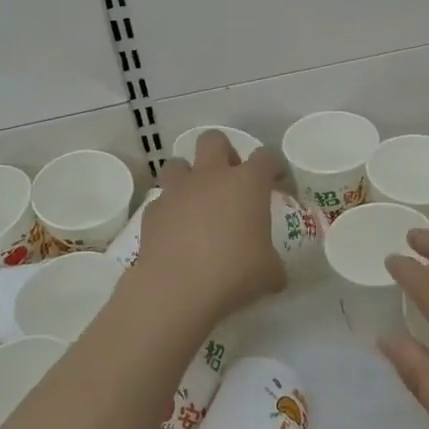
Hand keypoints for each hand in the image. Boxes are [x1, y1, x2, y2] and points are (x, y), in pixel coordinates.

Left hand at [131, 132, 286, 325]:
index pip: (266, 157)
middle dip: (223, 153)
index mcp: (247, 183)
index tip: (276, 183)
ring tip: (196, 202)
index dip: (273, 167)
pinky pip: (162, 201)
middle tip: (230, 181)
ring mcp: (178, 190)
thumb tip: (276, 274)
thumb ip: (274, 265)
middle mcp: (211, 176)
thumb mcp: (269, 273)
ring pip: (178, 163)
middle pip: (214, 140)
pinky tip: (175, 234)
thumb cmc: (234, 272)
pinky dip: (169, 211)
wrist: (177, 288)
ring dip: (188, 177)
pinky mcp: (152, 211)